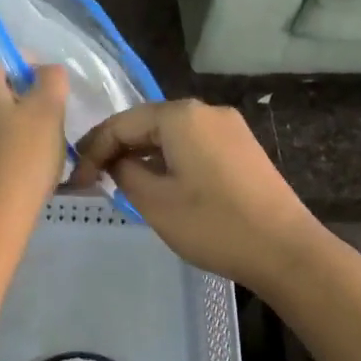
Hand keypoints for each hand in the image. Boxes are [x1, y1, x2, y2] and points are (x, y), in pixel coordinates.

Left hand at [0, 47, 68, 230]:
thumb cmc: (21, 160)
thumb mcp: (48, 112)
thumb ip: (51, 80)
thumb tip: (44, 72)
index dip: (25, 61)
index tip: (48, 87)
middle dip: (18, 94)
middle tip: (47, 119)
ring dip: (6, 122)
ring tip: (34, 148)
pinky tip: (13, 170)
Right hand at [70, 100, 326, 289]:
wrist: (286, 250)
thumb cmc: (213, 224)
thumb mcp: (155, 201)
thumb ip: (125, 172)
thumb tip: (116, 161)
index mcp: (180, 115)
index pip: (121, 123)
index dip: (93, 149)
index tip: (74, 179)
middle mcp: (206, 110)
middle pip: (147, 122)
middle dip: (118, 148)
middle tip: (92, 177)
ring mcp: (229, 127)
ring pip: (171, 133)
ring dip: (144, 153)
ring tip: (121, 180)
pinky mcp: (243, 146)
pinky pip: (194, 143)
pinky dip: (170, 158)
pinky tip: (160, 181)